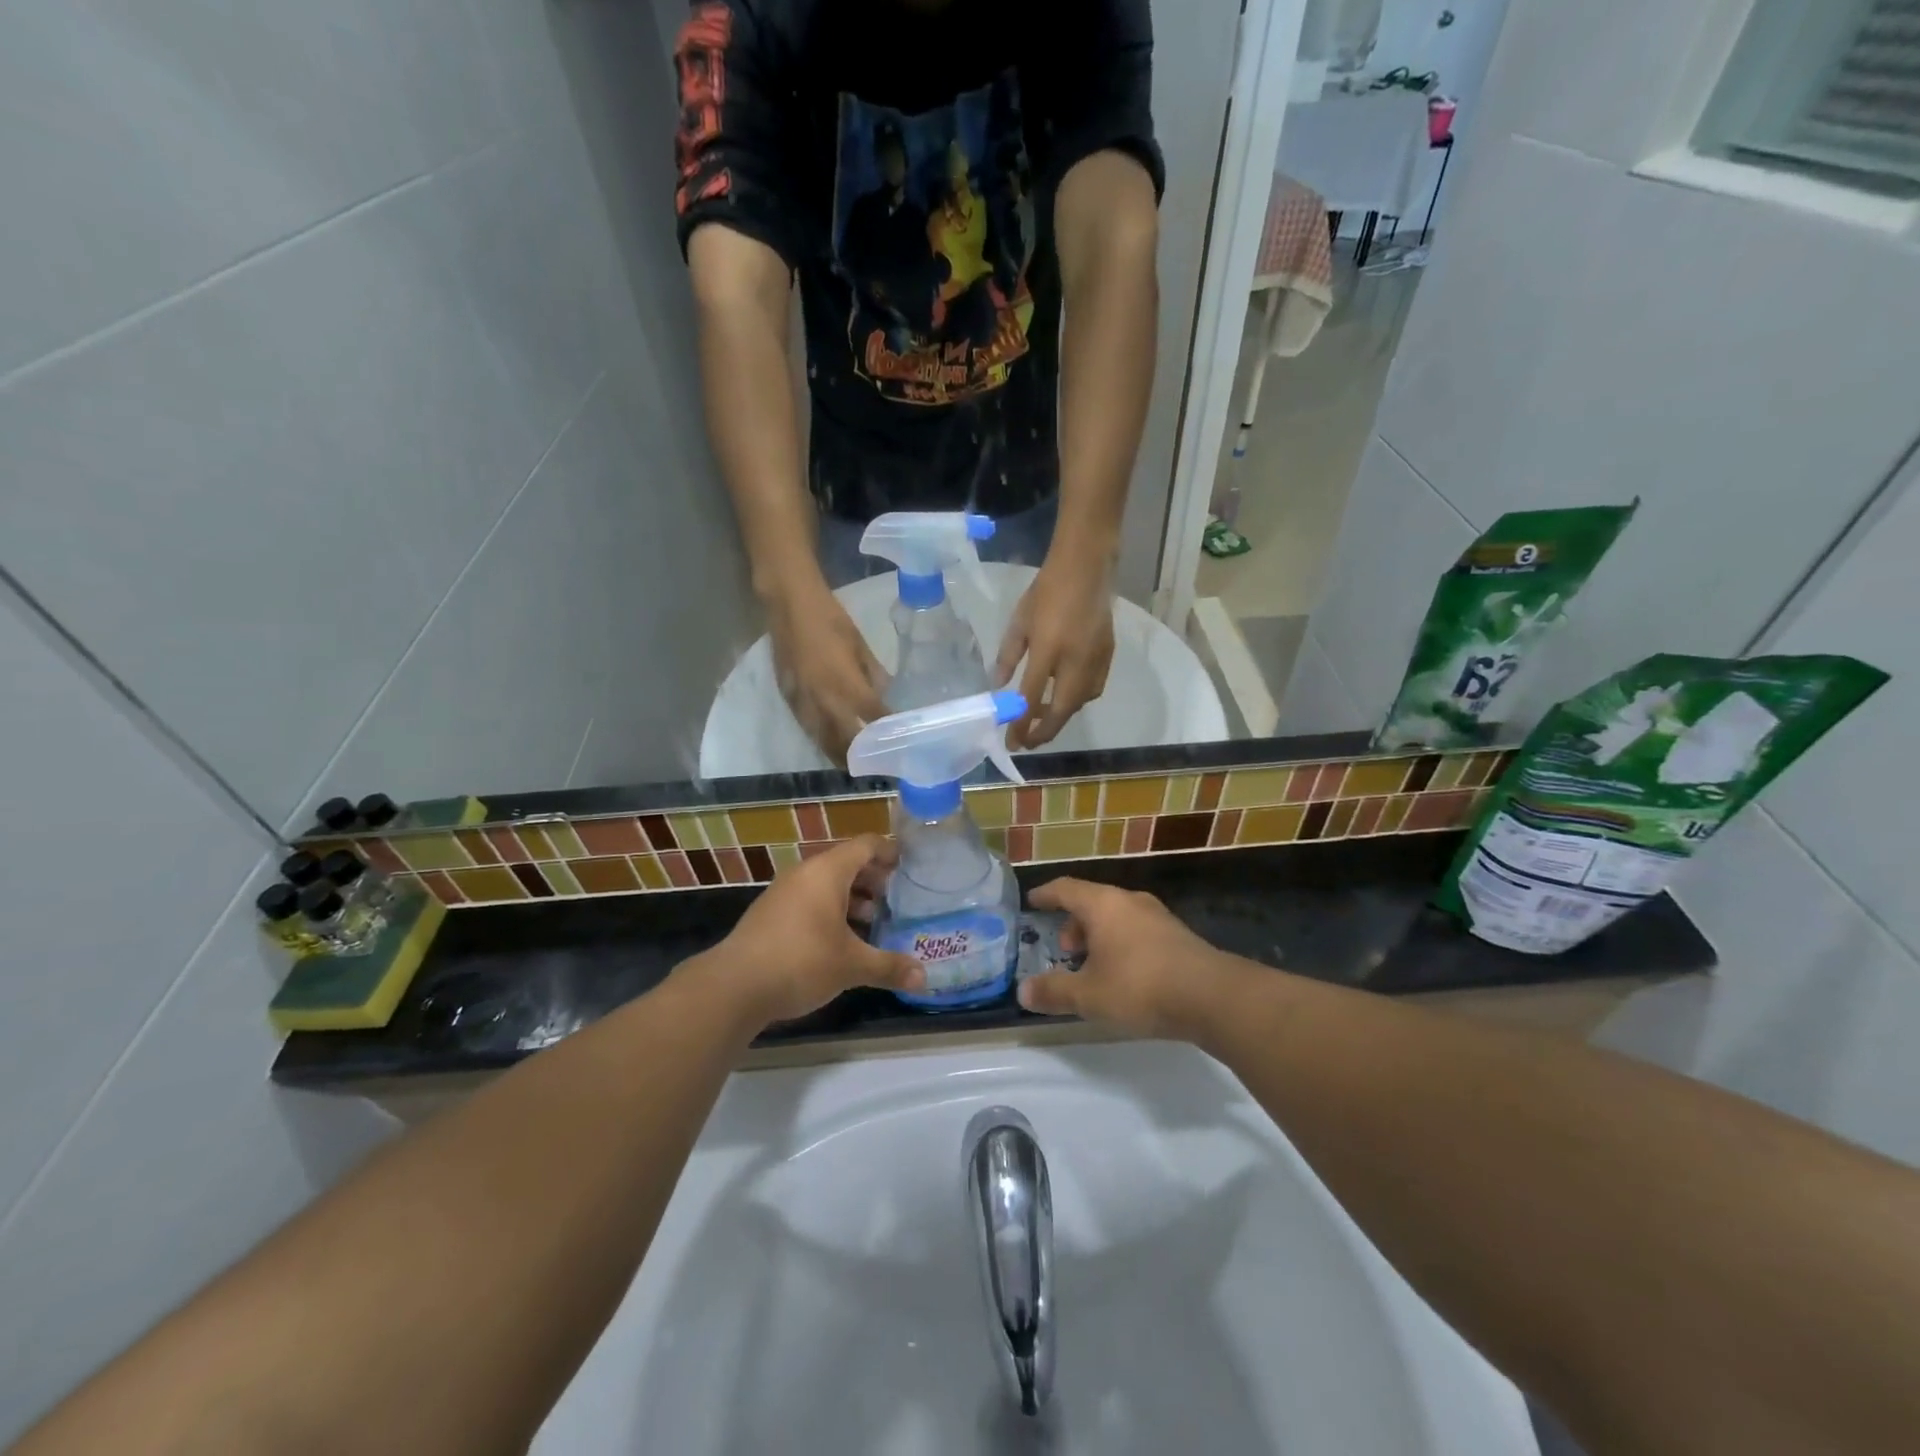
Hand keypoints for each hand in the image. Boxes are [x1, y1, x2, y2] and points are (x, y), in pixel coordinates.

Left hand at [696, 835, 922, 1025]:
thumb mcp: (851, 965)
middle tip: (898, 897)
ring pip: (826, 884)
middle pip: (847, 862)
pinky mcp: (771, 913)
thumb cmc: (801, 961)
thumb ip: (889, 967)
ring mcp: (784, 892)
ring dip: (852, 897)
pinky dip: (830, 910)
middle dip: (874, 878)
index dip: (890, 851)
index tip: (910, 864)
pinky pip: (809, 900)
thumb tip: (925, 978)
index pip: (866, 845)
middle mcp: (805, 873)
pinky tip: (842, 940)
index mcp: (828, 871)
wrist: (734, 986)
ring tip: (874, 920)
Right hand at [768, 576, 888, 765]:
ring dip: (838, 754)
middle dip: (860, 755)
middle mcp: (824, 700)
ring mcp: (803, 702)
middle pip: (844, 739)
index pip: (872, 716)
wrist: (789, 604)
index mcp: (845, 684)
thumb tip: (884, 693)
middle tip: (874, 764)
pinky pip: (806, 727)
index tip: (899, 740)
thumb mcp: (859, 644)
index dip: (886, 730)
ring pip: (822, 739)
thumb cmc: (830, 619)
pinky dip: (820, 739)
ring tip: (852, 764)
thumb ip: (872, 673)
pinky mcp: (788, 698)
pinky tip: (829, 742)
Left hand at [995, 550, 1115, 748]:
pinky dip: (1077, 701)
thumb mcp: (1018, 621)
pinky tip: (1064, 696)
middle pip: (1061, 710)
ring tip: (1041, 717)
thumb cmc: (1046, 591)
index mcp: (1049, 649)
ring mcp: (1095, 660)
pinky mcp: (1108, 656)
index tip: (1011, 742)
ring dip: (1060, 717)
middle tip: (1027, 743)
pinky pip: (1093, 690)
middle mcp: (1075, 661)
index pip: (1031, 697)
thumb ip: (1008, 656)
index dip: (1020, 725)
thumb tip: (999, 686)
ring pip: (1079, 703)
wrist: (1086, 568)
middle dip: (1044, 732)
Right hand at [1016, 879, 1238, 1038]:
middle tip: (1063, 948)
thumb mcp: (1088, 996)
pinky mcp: (1178, 937)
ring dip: (1098, 936)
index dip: (1046, 894)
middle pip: (1093, 902)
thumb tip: (1023, 991)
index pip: (1065, 888)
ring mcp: (1158, 917)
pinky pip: (1137, 931)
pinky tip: (1123, 974)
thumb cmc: (1140, 986)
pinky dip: (1121, 944)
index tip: (1032, 901)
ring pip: (1117, 917)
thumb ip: (1054, 992)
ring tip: (1091, 965)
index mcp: (1103, 904)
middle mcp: (1130, 901)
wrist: (1212, 997)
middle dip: (1073, 923)